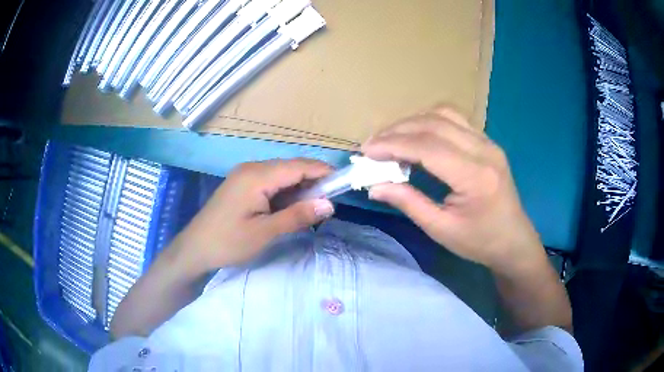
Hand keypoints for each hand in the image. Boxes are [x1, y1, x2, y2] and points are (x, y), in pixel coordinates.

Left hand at [173, 159, 334, 271]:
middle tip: (329, 202)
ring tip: (314, 207)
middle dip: (313, 181)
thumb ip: (297, 216)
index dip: (323, 172)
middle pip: (291, 168)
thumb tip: (329, 205)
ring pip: (282, 175)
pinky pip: (271, 182)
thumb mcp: (265, 232)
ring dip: (299, 188)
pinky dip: (285, 192)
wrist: (195, 249)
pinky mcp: (242, 185)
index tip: (343, 183)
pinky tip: (292, 206)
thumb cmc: (228, 242)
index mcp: (257, 176)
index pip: (298, 166)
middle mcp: (252, 168)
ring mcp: (245, 175)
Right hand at [362, 106, 543, 272]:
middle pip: (434, 124)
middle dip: (397, 130)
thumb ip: (408, 203)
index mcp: (475, 176)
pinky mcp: (487, 142)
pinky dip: (429, 122)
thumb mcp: (441, 229)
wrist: (514, 240)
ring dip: (413, 122)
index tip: (366, 151)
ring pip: (444, 114)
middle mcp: (484, 150)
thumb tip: (374, 186)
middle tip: (373, 145)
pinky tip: (416, 136)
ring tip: (391, 139)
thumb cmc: (480, 242)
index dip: (393, 144)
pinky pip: (454, 120)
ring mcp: (488, 142)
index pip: (428, 147)